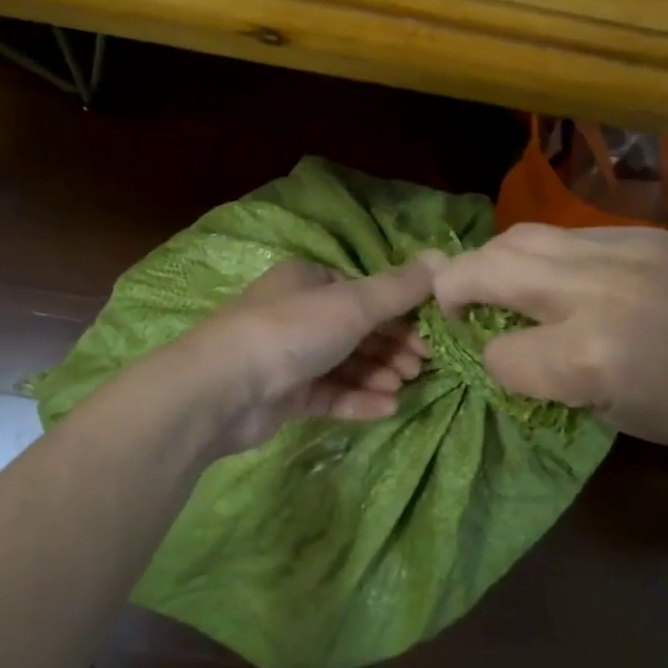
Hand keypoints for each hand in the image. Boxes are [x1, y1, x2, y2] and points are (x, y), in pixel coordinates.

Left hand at [177, 254, 442, 452]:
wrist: (223, 389)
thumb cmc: (291, 332)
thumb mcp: (352, 304)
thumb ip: (399, 288)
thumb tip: (444, 258)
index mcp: (309, 280)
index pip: (364, 293)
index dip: (400, 313)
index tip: (430, 335)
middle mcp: (298, 314)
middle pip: (357, 330)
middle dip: (393, 347)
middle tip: (422, 367)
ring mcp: (289, 357)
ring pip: (345, 363)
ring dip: (378, 373)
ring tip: (404, 387)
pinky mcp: (284, 395)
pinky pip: (330, 394)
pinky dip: (358, 399)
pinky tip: (387, 409)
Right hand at [433, 224, 667, 475]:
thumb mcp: (619, 417)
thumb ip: (554, 378)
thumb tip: (508, 349)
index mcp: (589, 357)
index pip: (498, 353)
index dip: (493, 367)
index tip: (505, 371)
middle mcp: (595, 291)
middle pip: (487, 268)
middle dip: (455, 289)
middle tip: (455, 308)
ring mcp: (622, 250)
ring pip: (519, 237)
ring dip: (492, 262)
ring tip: (494, 285)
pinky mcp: (644, 233)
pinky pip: (567, 236)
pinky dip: (544, 257)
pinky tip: (556, 277)